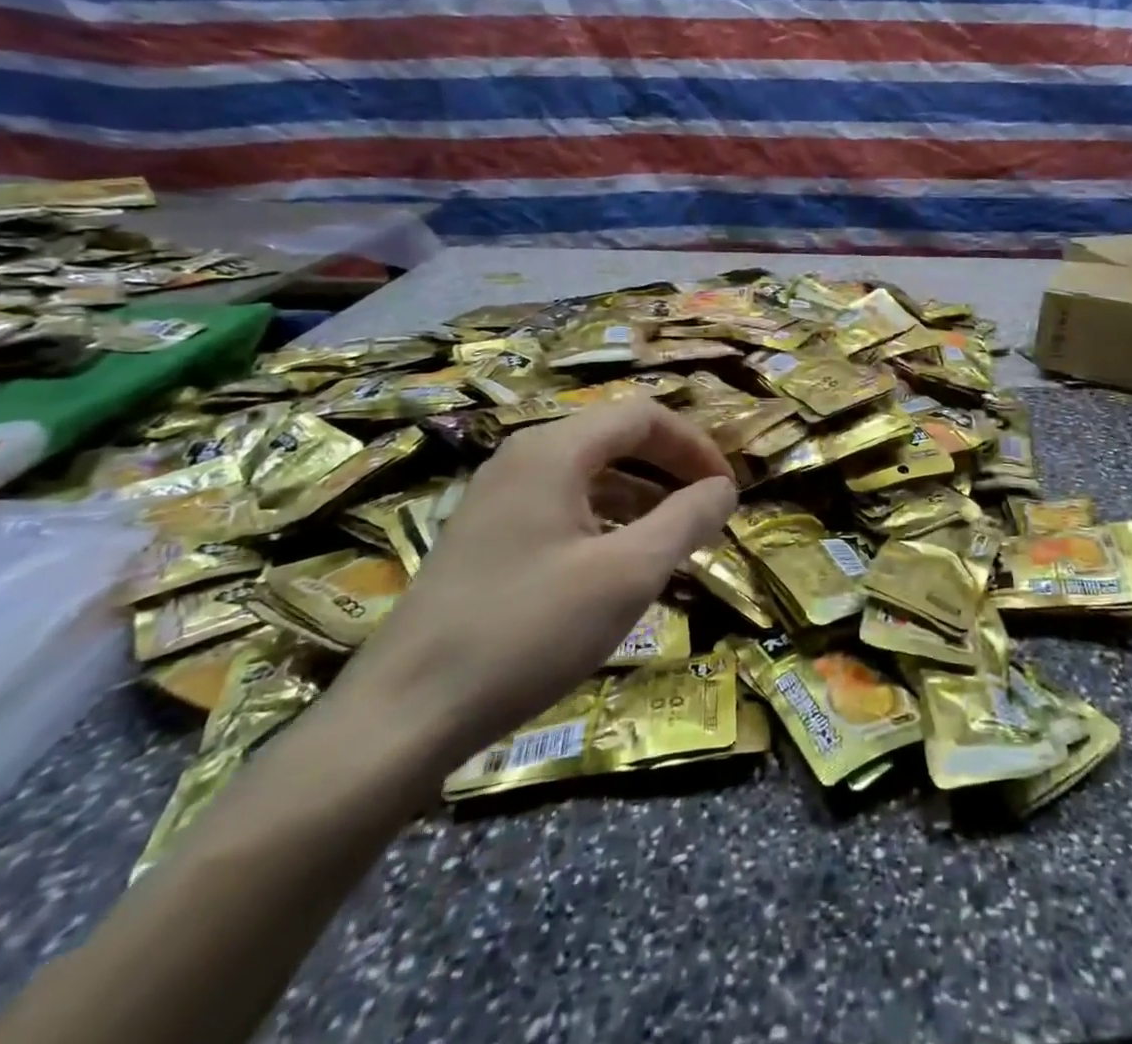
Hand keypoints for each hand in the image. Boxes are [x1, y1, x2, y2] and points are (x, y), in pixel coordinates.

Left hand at [337, 399, 737, 765]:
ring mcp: (497, 498)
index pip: (643, 416)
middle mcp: (522, 458)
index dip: (694, 445)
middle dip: (670, 467)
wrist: (404, 715)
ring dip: (641, 495)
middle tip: (708, 507)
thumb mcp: (627, 574)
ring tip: (675, 537)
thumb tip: (725, 488)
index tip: (727, 488)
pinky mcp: (485, 536)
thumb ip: (686, 520)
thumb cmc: (528, 631)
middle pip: (615, 437)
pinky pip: (562, 505)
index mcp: (554, 451)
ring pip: (589, 473)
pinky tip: (621, 561)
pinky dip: (606, 519)